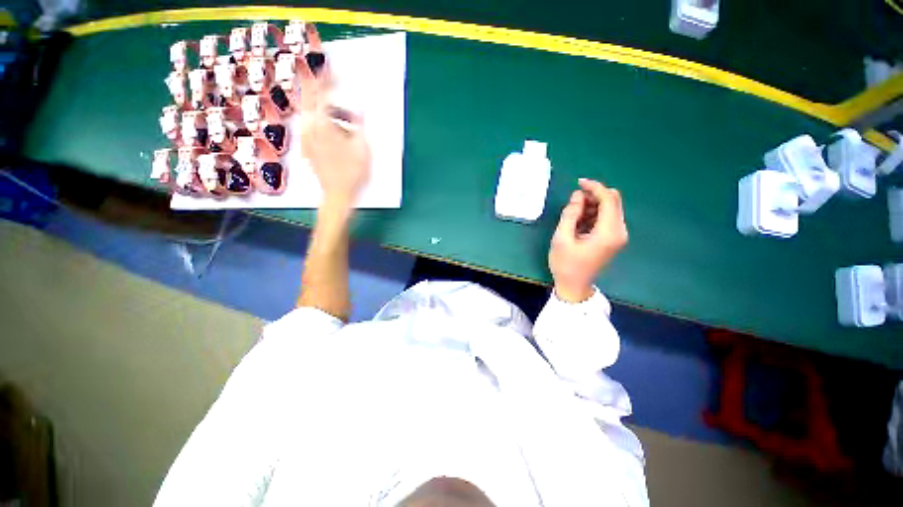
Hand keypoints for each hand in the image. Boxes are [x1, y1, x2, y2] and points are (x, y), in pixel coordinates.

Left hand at [297, 26, 370, 210]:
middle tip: (330, 81)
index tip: (331, 67)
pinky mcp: (308, 147)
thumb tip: (361, 105)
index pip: (322, 93)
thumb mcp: (362, 147)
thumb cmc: (353, 173)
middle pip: (310, 99)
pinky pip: (312, 126)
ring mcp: (307, 138)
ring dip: (323, 107)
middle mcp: (310, 127)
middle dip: (319, 87)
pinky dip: (321, 121)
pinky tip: (333, 129)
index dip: (326, 78)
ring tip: (341, 114)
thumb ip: (359, 124)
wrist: (337, 195)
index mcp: (323, 124)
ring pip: (311, 113)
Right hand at [549, 178, 627, 302]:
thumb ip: (570, 214)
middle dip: (593, 196)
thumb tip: (577, 195)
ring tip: (572, 215)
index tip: (578, 182)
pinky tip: (579, 222)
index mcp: (609, 232)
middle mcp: (619, 231)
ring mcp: (618, 236)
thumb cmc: (565, 264)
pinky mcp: (613, 239)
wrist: (574, 286)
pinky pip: (606, 218)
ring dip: (592, 206)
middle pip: (613, 201)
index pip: (609, 199)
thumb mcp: (561, 238)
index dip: (595, 187)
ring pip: (610, 209)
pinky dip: (593, 214)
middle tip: (573, 202)